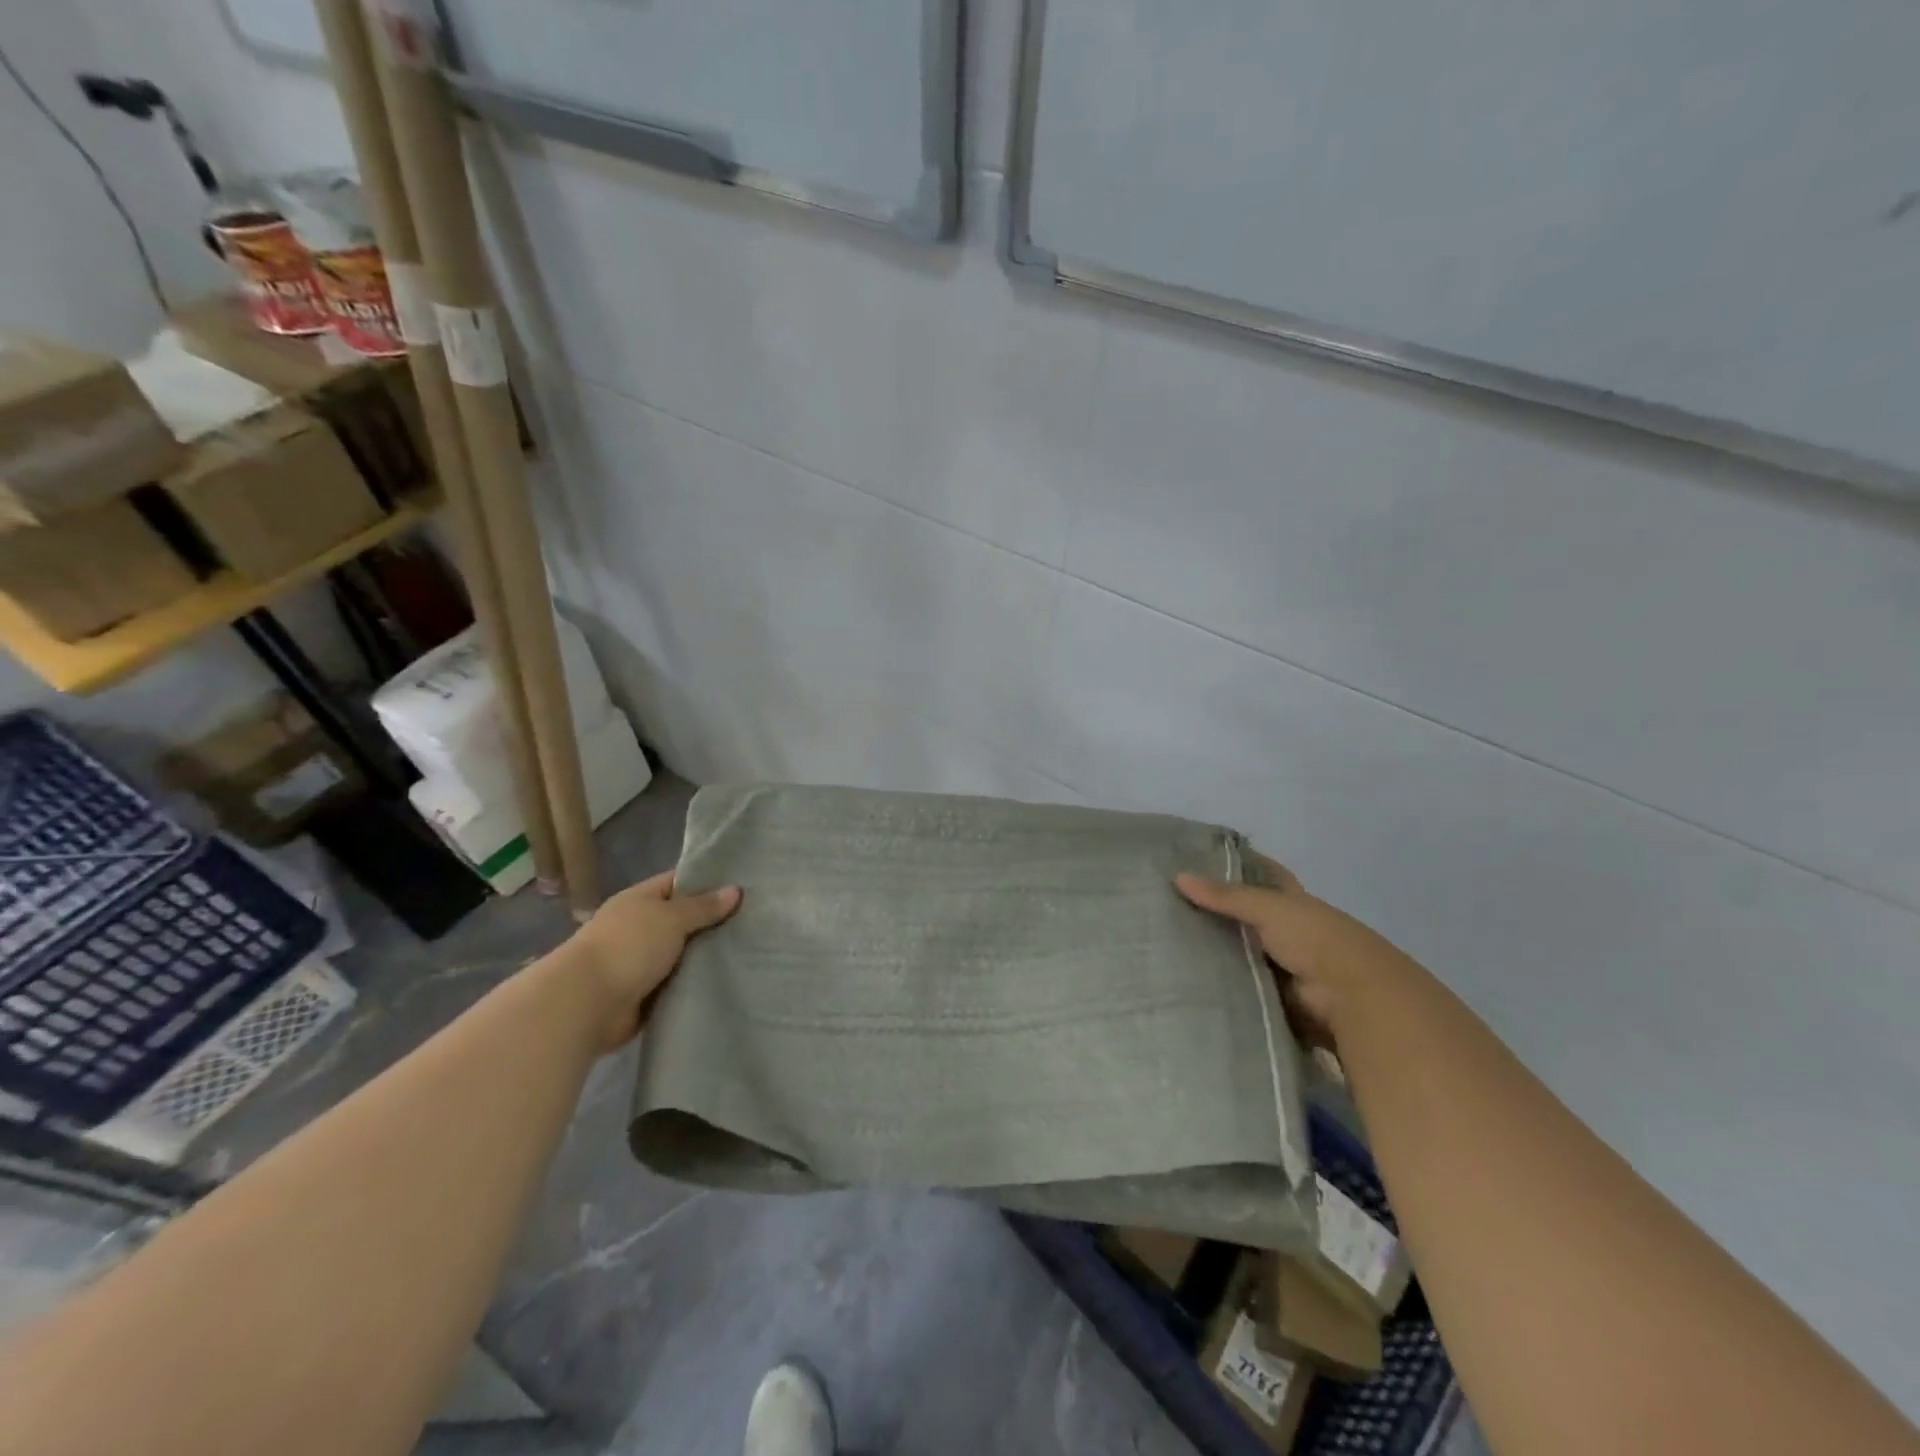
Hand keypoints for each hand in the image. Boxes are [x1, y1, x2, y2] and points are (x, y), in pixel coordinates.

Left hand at [563, 871, 740, 1050]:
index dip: (708, 882)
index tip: (743, 886)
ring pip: (683, 953)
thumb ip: (703, 906)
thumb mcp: (671, 917)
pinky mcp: (644, 994)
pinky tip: (727, 980)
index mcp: (639, 900)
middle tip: (756, 921)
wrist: (587, 1003)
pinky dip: (695, 983)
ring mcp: (640, 962)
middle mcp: (639, 928)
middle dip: (713, 922)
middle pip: (683, 920)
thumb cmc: (629, 947)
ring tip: (750, 951)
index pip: (678, 882)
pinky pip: (677, 983)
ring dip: (706, 956)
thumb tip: (735, 890)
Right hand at [1175, 855, 1419, 1044]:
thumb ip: (1226, 896)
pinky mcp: (1274, 997)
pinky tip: (1186, 978)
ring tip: (1167, 942)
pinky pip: (1240, 987)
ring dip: (1214, 951)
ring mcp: (1282, 965)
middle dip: (1215, 911)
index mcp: (1293, 901)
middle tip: (1168, 903)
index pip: (1265, 875)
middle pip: (1247, 916)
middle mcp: (1289, 930)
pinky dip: (1220, 984)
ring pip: (1240, 952)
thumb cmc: (1315, 939)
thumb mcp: (1269, 908)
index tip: (1202, 856)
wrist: (1351, 998)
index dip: (1241, 864)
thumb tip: (1178, 876)